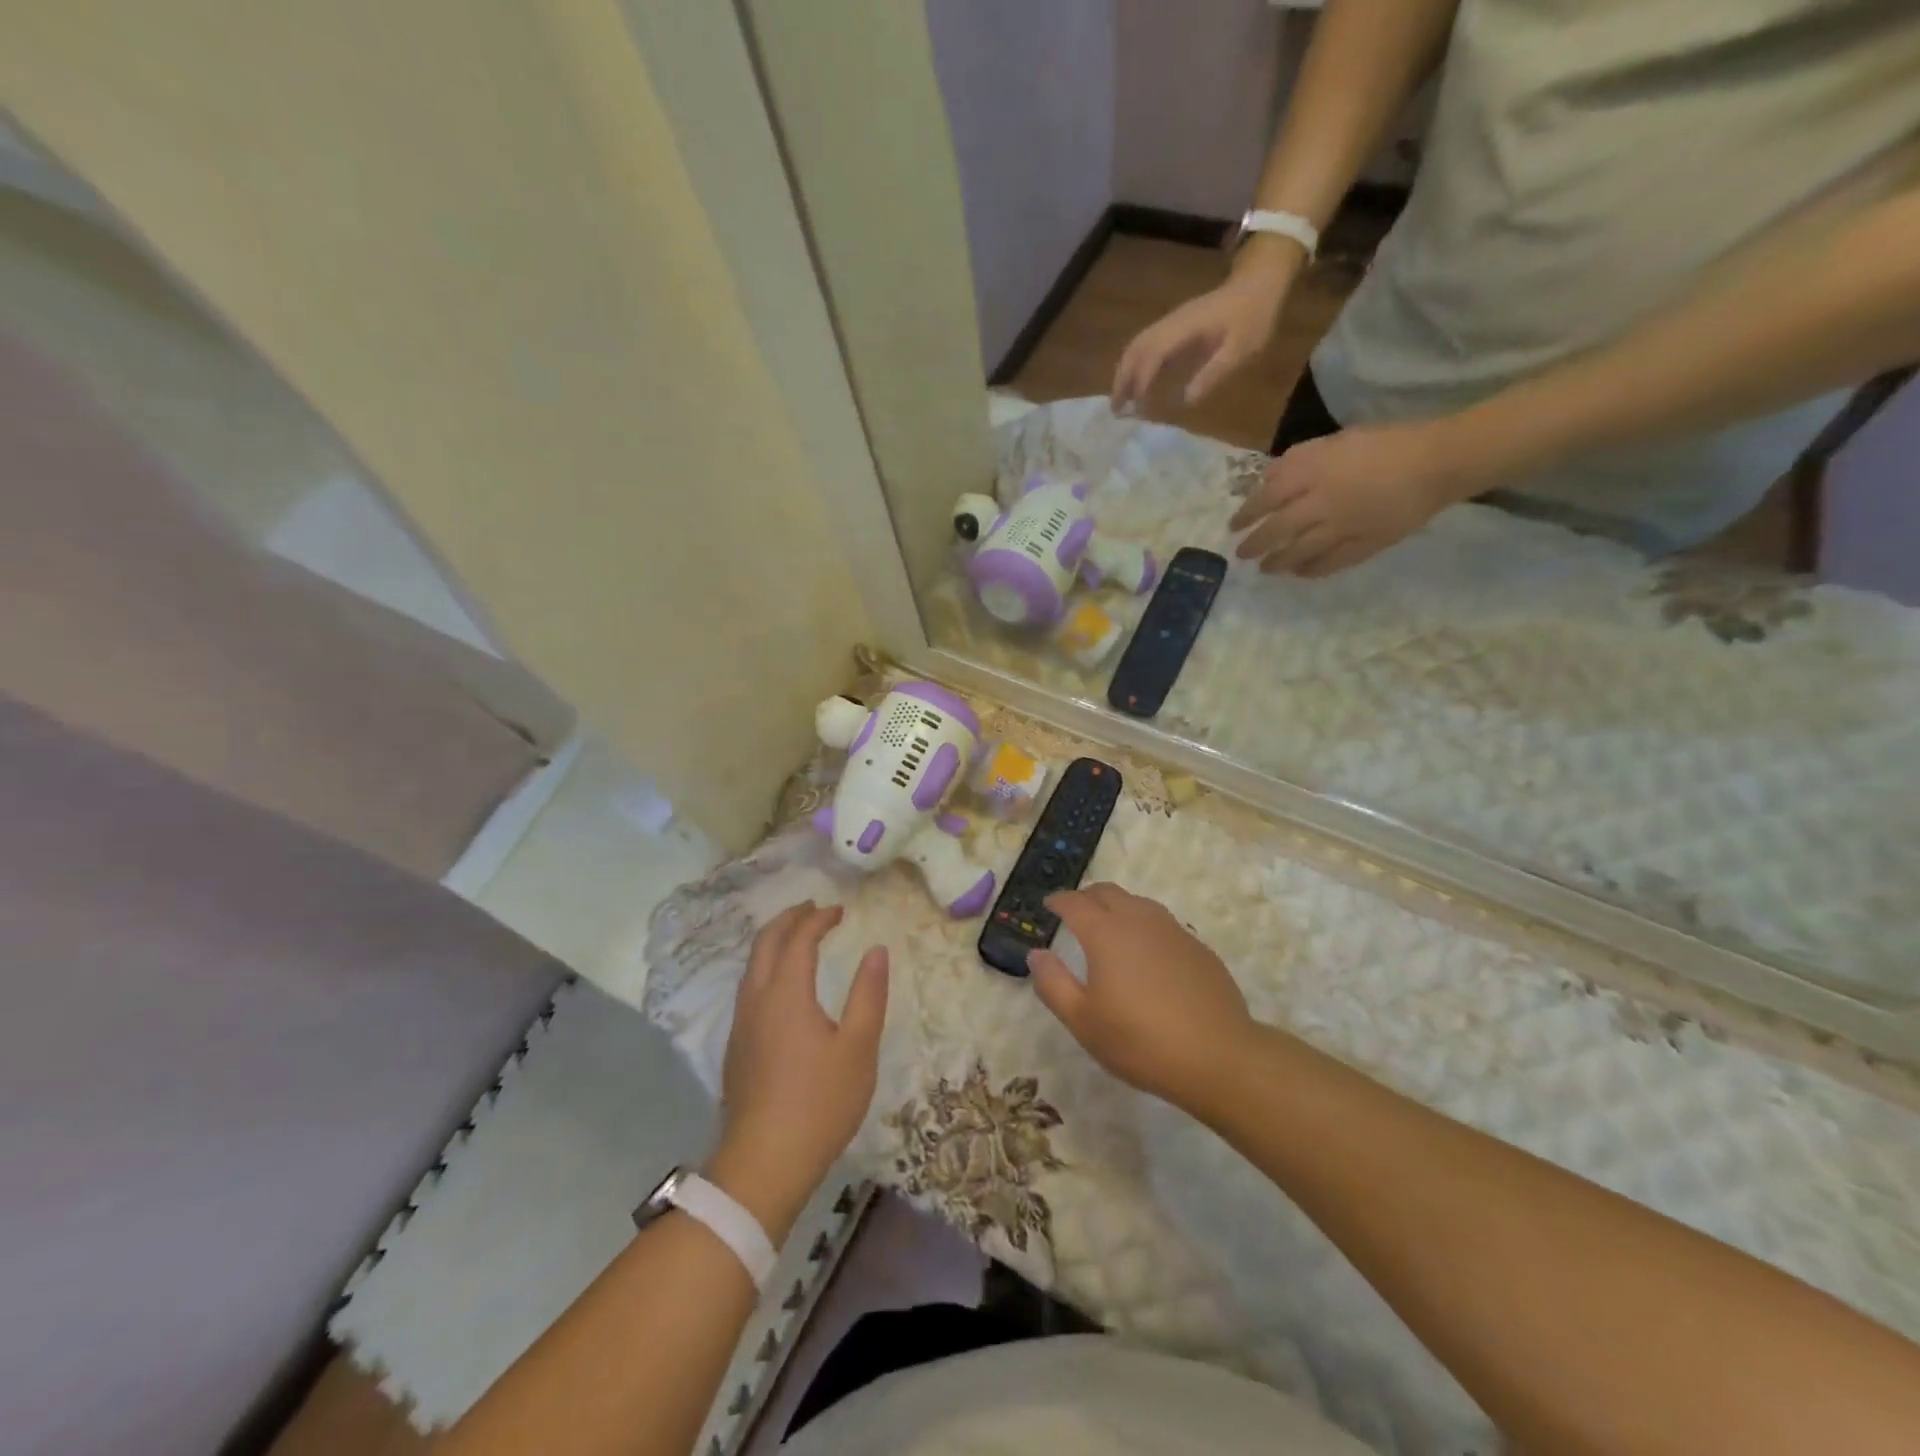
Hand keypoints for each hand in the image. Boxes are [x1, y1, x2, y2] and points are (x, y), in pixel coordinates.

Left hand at [710, 903, 887, 1235]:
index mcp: (786, 993)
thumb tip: (877, 950)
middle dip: (789, 919)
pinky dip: (766, 967)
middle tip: (813, 909)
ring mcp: (741, 1024)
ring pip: (751, 966)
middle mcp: (757, 999)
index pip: (799, 939)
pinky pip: (748, 988)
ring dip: (774, 942)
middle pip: (765, 943)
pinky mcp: (736, 1048)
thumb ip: (868, 995)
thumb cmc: (819, 1103)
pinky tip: (781, 985)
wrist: (764, 1163)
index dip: (818, 919)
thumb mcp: (858, 1048)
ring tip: (797, 938)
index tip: (839, 910)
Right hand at [1027, 884, 1256, 1110]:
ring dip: (1117, 906)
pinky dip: (1144, 925)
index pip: (1075, 903)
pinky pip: (1162, 923)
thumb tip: (1036, 954)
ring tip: (1109, 926)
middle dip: (1086, 896)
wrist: (1218, 1056)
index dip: (1058, 901)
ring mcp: (1172, 930)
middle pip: (1107, 892)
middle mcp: (1138, 920)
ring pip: (1138, 903)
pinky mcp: (1197, 947)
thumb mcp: (1083, 1021)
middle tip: (1075, 911)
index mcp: (1105, 933)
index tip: (1048, 906)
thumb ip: (1053, 984)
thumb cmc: (1140, 1041)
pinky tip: (1147, 952)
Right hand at [1112, 253, 1297, 410]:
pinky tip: (1137, 383)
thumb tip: (1185, 400)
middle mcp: (1170, 324)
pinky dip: (1135, 365)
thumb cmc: (1253, 316)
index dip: (1141, 382)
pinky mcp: (1173, 326)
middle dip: (1122, 380)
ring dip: (1124, 373)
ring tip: (1121, 400)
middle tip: (1115, 410)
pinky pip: (1145, 345)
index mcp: (1184, 328)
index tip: (1137, 408)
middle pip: (1135, 349)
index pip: (1153, 355)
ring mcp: (1170, 323)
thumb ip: (1213, 373)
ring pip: (1136, 346)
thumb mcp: (1241, 348)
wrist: (1259, 282)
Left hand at [1230, 420, 1466, 576]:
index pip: (1267, 497)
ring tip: (1266, 568)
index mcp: (1314, 471)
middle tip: (1242, 554)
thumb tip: (1267, 482)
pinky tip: (1300, 573)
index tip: (1234, 526)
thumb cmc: (1386, 442)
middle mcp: (1321, 502)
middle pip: (1277, 530)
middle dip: (1255, 544)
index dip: (1247, 514)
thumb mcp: (1336, 441)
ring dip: (1278, 562)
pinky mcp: (1363, 545)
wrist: (1438, 461)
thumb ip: (1298, 461)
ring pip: (1299, 552)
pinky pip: (1330, 564)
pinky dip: (1310, 570)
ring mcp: (1342, 527)